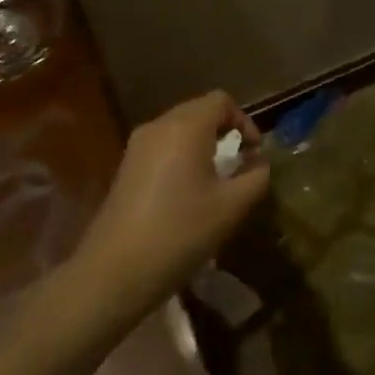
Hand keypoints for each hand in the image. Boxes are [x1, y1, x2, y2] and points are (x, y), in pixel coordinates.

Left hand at [76, 91, 269, 307]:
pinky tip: (186, 194)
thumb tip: (260, 164)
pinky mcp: (125, 168)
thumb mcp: (231, 207)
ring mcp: (137, 146)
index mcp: (186, 127)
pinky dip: (181, 158)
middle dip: (224, 132)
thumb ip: (256, 177)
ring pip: (179, 130)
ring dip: (202, 145)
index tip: (254, 153)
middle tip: (239, 164)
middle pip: (199, 111)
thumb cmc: (179, 233)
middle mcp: (159, 126)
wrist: (113, 274)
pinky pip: (162, 147)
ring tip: (215, 180)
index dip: (244, 121)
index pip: (221, 101)